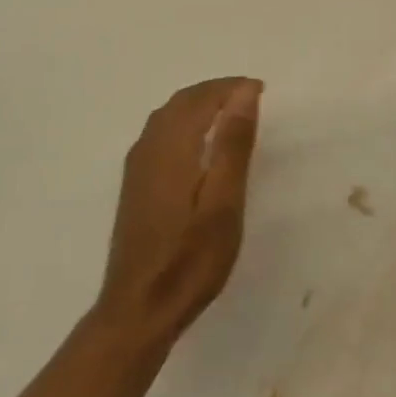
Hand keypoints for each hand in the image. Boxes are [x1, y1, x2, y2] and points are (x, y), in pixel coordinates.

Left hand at [96, 77, 263, 349]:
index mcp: (171, 146)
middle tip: (249, 97)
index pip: (201, 98)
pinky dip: (184, 123)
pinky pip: (159, 134)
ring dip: (198, 105)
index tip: (261, 89)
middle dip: (215, 92)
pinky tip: (199, 145)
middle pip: (181, 102)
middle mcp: (148, 147)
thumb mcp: (224, 202)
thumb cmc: (190, 259)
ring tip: (230, 115)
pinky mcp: (135, 185)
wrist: (139, 309)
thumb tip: (244, 92)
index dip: (231, 88)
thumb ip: (232, 144)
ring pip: (167, 117)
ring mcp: (137, 167)